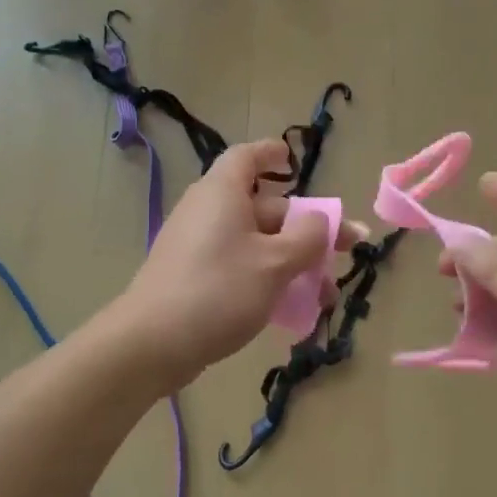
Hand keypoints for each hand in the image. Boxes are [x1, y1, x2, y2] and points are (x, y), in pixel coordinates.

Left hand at [118, 140, 361, 385]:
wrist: (151, 343)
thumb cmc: (219, 290)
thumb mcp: (275, 263)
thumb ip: (308, 237)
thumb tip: (320, 218)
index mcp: (223, 192)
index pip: (247, 157)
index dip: (271, 154)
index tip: (292, 159)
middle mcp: (207, 210)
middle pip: (263, 207)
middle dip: (305, 229)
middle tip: (345, 250)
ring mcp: (196, 244)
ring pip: (254, 242)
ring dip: (292, 261)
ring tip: (324, 294)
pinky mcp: (191, 276)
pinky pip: (237, 264)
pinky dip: (266, 276)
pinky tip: (291, 309)